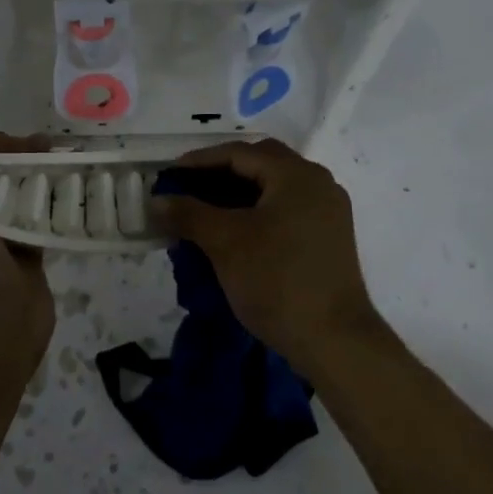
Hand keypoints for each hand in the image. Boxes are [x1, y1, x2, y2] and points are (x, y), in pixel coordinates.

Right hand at [154, 138, 378, 370]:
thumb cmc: (277, 280)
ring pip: (273, 189)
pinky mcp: (327, 238)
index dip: (200, 161)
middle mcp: (317, 184)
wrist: (334, 341)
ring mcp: (327, 212)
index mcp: (296, 175)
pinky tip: (233, 233)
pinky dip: (255, 213)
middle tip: (187, 187)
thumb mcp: (225, 242)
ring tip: (203, 211)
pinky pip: (285, 210)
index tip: (169, 174)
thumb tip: (157, 200)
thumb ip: (188, 213)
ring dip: (236, 194)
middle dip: (220, 173)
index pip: (240, 153)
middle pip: (260, 165)